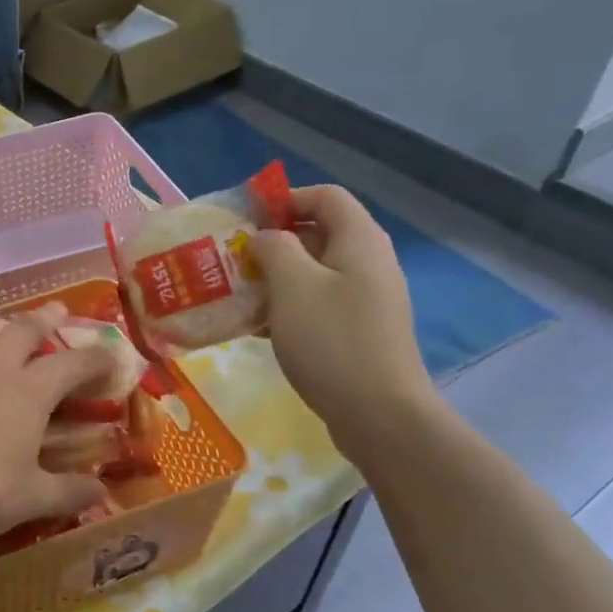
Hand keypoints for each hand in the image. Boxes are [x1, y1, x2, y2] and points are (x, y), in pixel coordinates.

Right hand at [250, 185, 438, 464]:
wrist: (380, 414)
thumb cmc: (332, 341)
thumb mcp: (292, 285)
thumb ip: (274, 248)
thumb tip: (265, 238)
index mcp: (359, 241)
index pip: (325, 196)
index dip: (284, 199)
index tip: (245, 219)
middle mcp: (368, 263)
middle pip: (318, 233)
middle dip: (273, 242)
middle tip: (233, 260)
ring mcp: (366, 300)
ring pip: (314, 272)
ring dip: (275, 277)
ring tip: (238, 293)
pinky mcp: (358, 331)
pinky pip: (317, 303)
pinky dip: (287, 306)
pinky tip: (257, 327)